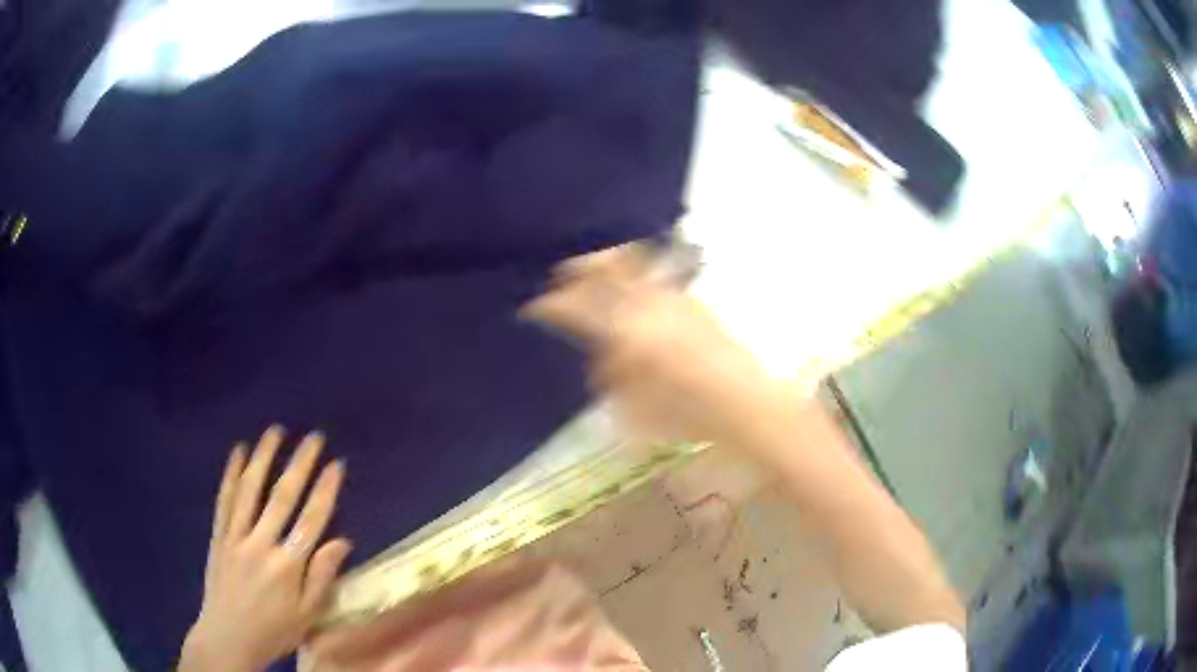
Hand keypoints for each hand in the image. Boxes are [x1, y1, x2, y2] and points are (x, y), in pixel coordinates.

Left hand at [180, 427, 351, 671]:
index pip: (311, 520)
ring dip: (264, 458)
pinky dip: (231, 474)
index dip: (326, 491)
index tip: (336, 465)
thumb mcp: (308, 615)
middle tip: (314, 437)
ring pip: (251, 490)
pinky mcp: (219, 535)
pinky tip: (238, 452)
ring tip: (276, 432)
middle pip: (283, 497)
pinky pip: (225, 500)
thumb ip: (323, 577)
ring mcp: (236, 536)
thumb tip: (342, 541)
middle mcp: (261, 544)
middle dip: (300, 465)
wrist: (228, 637)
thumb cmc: (275, 630)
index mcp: (288, 566)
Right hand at [522, 244, 798, 449]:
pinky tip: (636, 297)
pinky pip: (657, 281)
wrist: (746, 404)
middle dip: (581, 265)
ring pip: (634, 267)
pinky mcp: (696, 303)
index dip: (552, 304)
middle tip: (563, 271)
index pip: (578, 307)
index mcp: (627, 329)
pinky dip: (638, 280)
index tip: (534, 306)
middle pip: (608, 267)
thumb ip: (610, 372)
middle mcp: (649, 303)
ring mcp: (675, 298)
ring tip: (596, 274)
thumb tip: (602, 353)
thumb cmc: (687, 413)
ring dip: (611, 268)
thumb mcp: (634, 404)